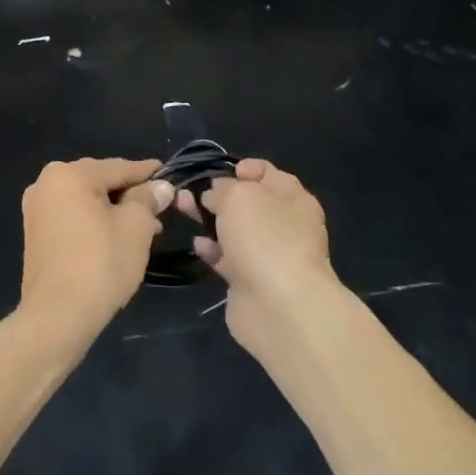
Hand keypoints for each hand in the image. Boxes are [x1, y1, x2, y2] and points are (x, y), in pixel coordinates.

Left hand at [19, 158, 171, 334]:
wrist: (58, 315)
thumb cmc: (101, 264)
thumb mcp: (135, 227)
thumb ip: (148, 199)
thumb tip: (161, 187)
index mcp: (69, 175)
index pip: (119, 167)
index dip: (148, 173)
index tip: (170, 175)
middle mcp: (46, 184)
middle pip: (100, 182)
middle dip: (131, 195)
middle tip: (160, 209)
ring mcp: (36, 210)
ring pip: (86, 201)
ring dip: (115, 210)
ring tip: (145, 228)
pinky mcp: (35, 234)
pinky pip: (73, 217)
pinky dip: (95, 222)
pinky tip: (117, 238)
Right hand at [178, 159, 335, 351]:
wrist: (279, 306)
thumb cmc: (265, 237)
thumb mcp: (240, 196)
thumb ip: (223, 188)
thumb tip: (215, 194)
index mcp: (293, 199)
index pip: (269, 174)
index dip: (245, 168)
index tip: (221, 170)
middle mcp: (284, 225)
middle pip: (248, 203)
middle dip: (218, 195)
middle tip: (189, 190)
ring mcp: (268, 256)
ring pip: (235, 231)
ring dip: (210, 221)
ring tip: (182, 208)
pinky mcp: (250, 282)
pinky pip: (228, 259)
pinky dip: (213, 251)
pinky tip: (198, 245)